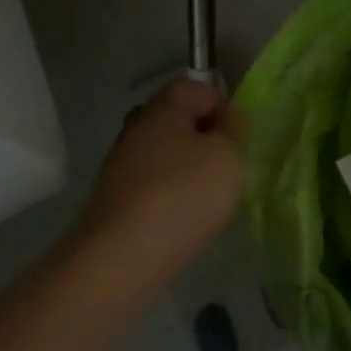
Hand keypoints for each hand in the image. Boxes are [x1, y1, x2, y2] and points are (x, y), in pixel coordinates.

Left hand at [57, 78, 242, 303]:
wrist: (117, 262)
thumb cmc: (182, 195)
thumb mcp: (229, 155)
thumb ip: (232, 131)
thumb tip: (222, 124)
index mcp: (164, 106)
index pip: (200, 88)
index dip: (224, 108)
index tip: (238, 138)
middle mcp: (137, 126)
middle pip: (178, 120)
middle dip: (203, 138)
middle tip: (225, 165)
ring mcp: (119, 164)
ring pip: (164, 154)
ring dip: (185, 170)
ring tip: (206, 200)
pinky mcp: (111, 200)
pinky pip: (150, 185)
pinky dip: (168, 197)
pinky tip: (180, 221)